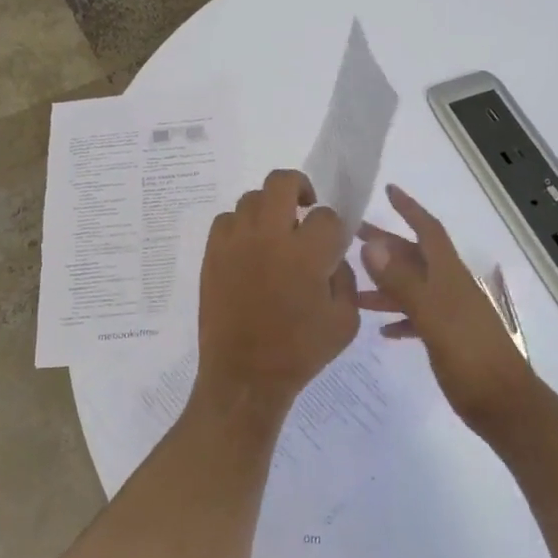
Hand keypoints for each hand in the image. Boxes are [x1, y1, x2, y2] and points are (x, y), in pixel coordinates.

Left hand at [196, 170, 360, 417]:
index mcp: (306, 253)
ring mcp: (236, 242)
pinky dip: (241, 226)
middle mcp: (269, 237)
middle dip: (300, 187)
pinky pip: (226, 219)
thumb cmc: (300, 352)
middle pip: (282, 181)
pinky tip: (249, 247)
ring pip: (252, 198)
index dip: (333, 228)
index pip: (326, 215)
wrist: (245, 376)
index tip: (330, 245)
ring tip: (274, 234)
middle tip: (303, 209)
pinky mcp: (212, 253)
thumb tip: (332, 255)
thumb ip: (345, 278)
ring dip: (269, 209)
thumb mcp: (345, 321)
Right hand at [358, 185, 539, 433]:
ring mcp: (450, 313)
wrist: (505, 405)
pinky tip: (380, 329)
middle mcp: (450, 287)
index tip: (388, 190)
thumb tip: (372, 245)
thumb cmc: (469, 356)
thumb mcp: (432, 316)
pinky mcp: (449, 338)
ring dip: (385, 283)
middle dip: (385, 244)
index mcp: (449, 275)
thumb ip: (402, 282)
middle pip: (414, 256)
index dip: (409, 208)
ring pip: (412, 287)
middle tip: (350, 237)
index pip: (428, 230)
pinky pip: (418, 317)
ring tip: (352, 285)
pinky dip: (399, 317)